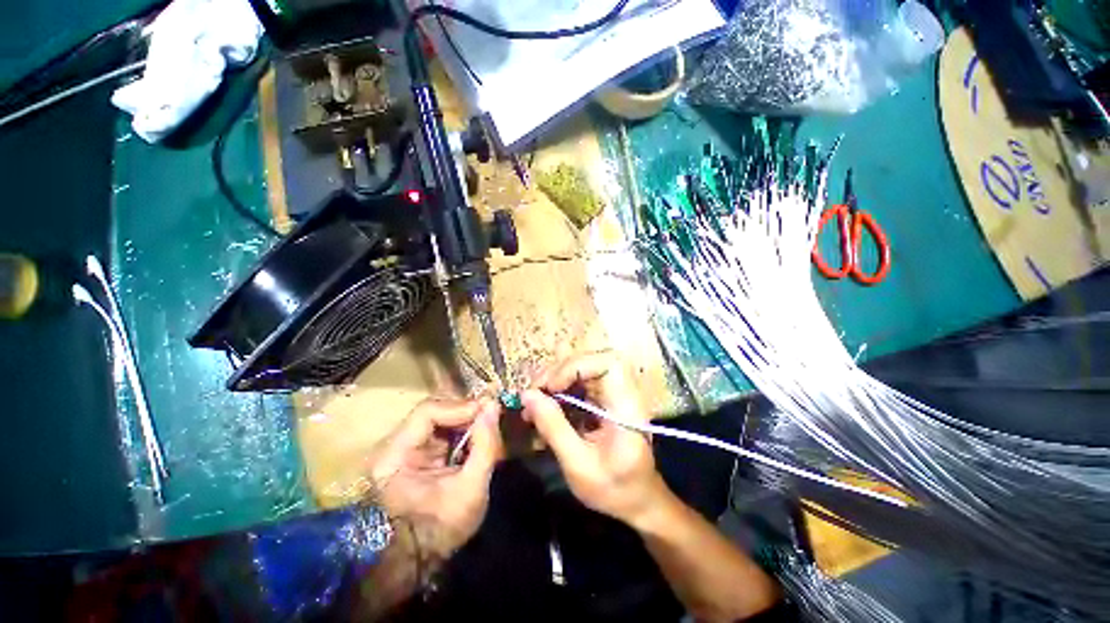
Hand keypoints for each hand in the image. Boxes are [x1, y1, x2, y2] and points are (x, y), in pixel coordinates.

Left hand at [366, 397, 501, 560]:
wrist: (418, 561)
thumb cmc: (441, 530)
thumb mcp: (471, 488)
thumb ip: (485, 445)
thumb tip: (493, 406)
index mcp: (395, 456)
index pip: (427, 412)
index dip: (460, 407)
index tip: (488, 411)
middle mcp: (393, 446)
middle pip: (433, 412)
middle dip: (465, 413)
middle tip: (491, 417)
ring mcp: (403, 450)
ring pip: (439, 420)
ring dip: (465, 421)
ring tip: (486, 428)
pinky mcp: (415, 456)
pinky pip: (441, 432)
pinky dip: (461, 432)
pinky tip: (476, 440)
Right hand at [522, 351, 667, 527]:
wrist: (638, 500)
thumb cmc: (614, 489)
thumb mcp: (579, 466)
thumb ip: (554, 428)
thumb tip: (527, 395)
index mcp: (626, 406)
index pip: (608, 363)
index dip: (576, 366)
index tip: (551, 387)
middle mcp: (622, 391)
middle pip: (591, 360)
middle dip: (559, 371)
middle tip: (535, 392)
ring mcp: (613, 393)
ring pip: (582, 368)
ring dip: (556, 379)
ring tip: (535, 399)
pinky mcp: (604, 398)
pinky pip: (579, 382)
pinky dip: (560, 389)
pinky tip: (546, 405)